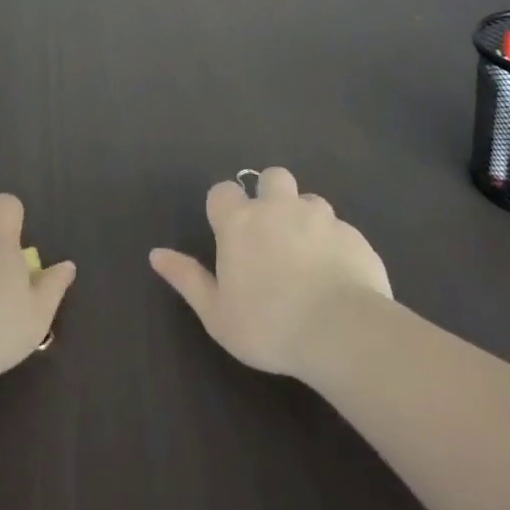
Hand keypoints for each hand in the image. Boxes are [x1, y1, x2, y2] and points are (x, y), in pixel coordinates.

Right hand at [150, 166, 391, 380]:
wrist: (342, 332)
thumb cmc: (269, 325)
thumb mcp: (217, 314)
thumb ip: (187, 279)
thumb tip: (156, 254)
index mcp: (240, 222)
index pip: (223, 191)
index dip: (225, 208)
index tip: (230, 234)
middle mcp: (278, 207)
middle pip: (272, 177)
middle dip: (271, 195)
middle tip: (273, 234)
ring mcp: (319, 217)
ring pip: (310, 201)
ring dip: (305, 219)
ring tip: (309, 258)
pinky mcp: (353, 234)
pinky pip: (340, 230)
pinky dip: (335, 245)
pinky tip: (338, 277)